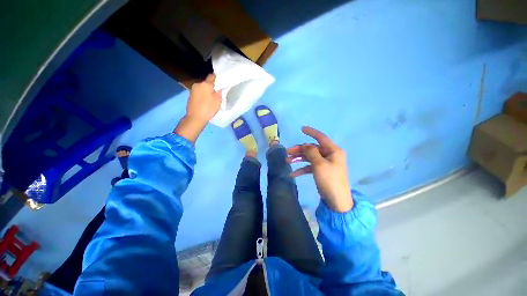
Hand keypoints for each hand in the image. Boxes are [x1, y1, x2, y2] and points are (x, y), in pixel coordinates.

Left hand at [186, 74, 221, 123]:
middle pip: (206, 83)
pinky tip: (204, 102)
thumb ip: (219, 92)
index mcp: (205, 84)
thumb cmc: (208, 108)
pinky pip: (198, 93)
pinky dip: (202, 95)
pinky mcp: (190, 96)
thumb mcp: (218, 100)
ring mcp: (192, 90)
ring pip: (202, 88)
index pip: (212, 76)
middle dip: (211, 87)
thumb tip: (218, 88)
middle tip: (216, 94)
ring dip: (206, 91)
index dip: (217, 78)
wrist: (195, 117)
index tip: (220, 83)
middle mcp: (198, 84)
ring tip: (210, 99)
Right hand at [287, 126, 352, 212]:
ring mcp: (325, 164)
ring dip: (298, 158)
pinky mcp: (321, 171)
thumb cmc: (329, 180)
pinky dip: (302, 169)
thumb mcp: (319, 164)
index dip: (311, 132)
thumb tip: (305, 144)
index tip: (301, 129)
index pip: (321, 137)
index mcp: (333, 151)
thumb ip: (311, 152)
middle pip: (312, 148)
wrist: (337, 201)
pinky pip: (310, 167)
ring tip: (287, 161)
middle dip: (299, 150)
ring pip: (309, 157)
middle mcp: (330, 155)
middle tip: (287, 152)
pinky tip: (293, 173)